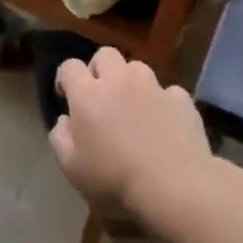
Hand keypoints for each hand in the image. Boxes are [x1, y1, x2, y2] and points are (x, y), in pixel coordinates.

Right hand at [50, 48, 209, 211]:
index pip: (69, 67)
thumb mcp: (71, 167)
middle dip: (99, 69)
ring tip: (133, 107)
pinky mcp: (182, 100)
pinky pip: (168, 92)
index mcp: (88, 95)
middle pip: (105, 55)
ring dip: (131, 82)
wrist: (175, 187)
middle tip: (100, 95)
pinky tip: (164, 124)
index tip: (67, 98)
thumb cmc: (115, 180)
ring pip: (137, 68)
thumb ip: (60, 137)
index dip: (65, 79)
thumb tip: (66, 120)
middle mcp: (119, 81)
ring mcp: (154, 88)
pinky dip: (162, 102)